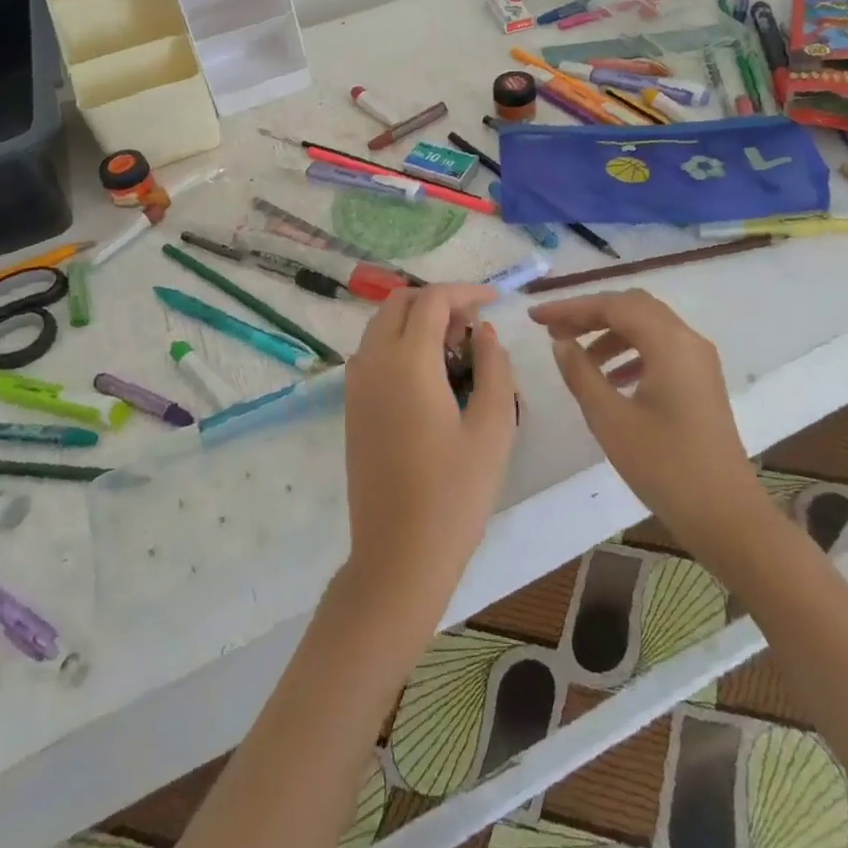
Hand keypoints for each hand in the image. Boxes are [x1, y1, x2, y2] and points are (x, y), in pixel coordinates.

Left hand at [342, 285, 518, 614]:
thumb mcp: (493, 427)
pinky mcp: (352, 407)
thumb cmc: (454, 493)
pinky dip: (400, 344)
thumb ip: (494, 367)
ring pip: (382, 325)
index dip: (466, 292)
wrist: (398, 556)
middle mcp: (373, 362)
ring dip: (417, 321)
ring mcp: (356, 385)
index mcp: (407, 361)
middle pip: (400, 303)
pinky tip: (431, 377)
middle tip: (473, 328)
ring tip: (456, 351)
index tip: (495, 300)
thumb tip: (484, 331)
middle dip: (438, 302)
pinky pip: (373, 352)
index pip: (433, 300)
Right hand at [529, 290, 771, 569]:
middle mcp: (688, 340)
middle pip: (633, 306)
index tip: (535, 318)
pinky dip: (630, 351)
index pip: (613, 305)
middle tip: (554, 332)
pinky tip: (609, 378)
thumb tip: (561, 342)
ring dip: (609, 333)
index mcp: (669, 343)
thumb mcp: (610, 420)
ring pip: (647, 326)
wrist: (727, 517)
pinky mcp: (701, 380)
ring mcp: (699, 359)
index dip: (571, 308)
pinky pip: (660, 348)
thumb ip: (581, 373)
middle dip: (590, 314)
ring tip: (575, 356)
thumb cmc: (665, 467)